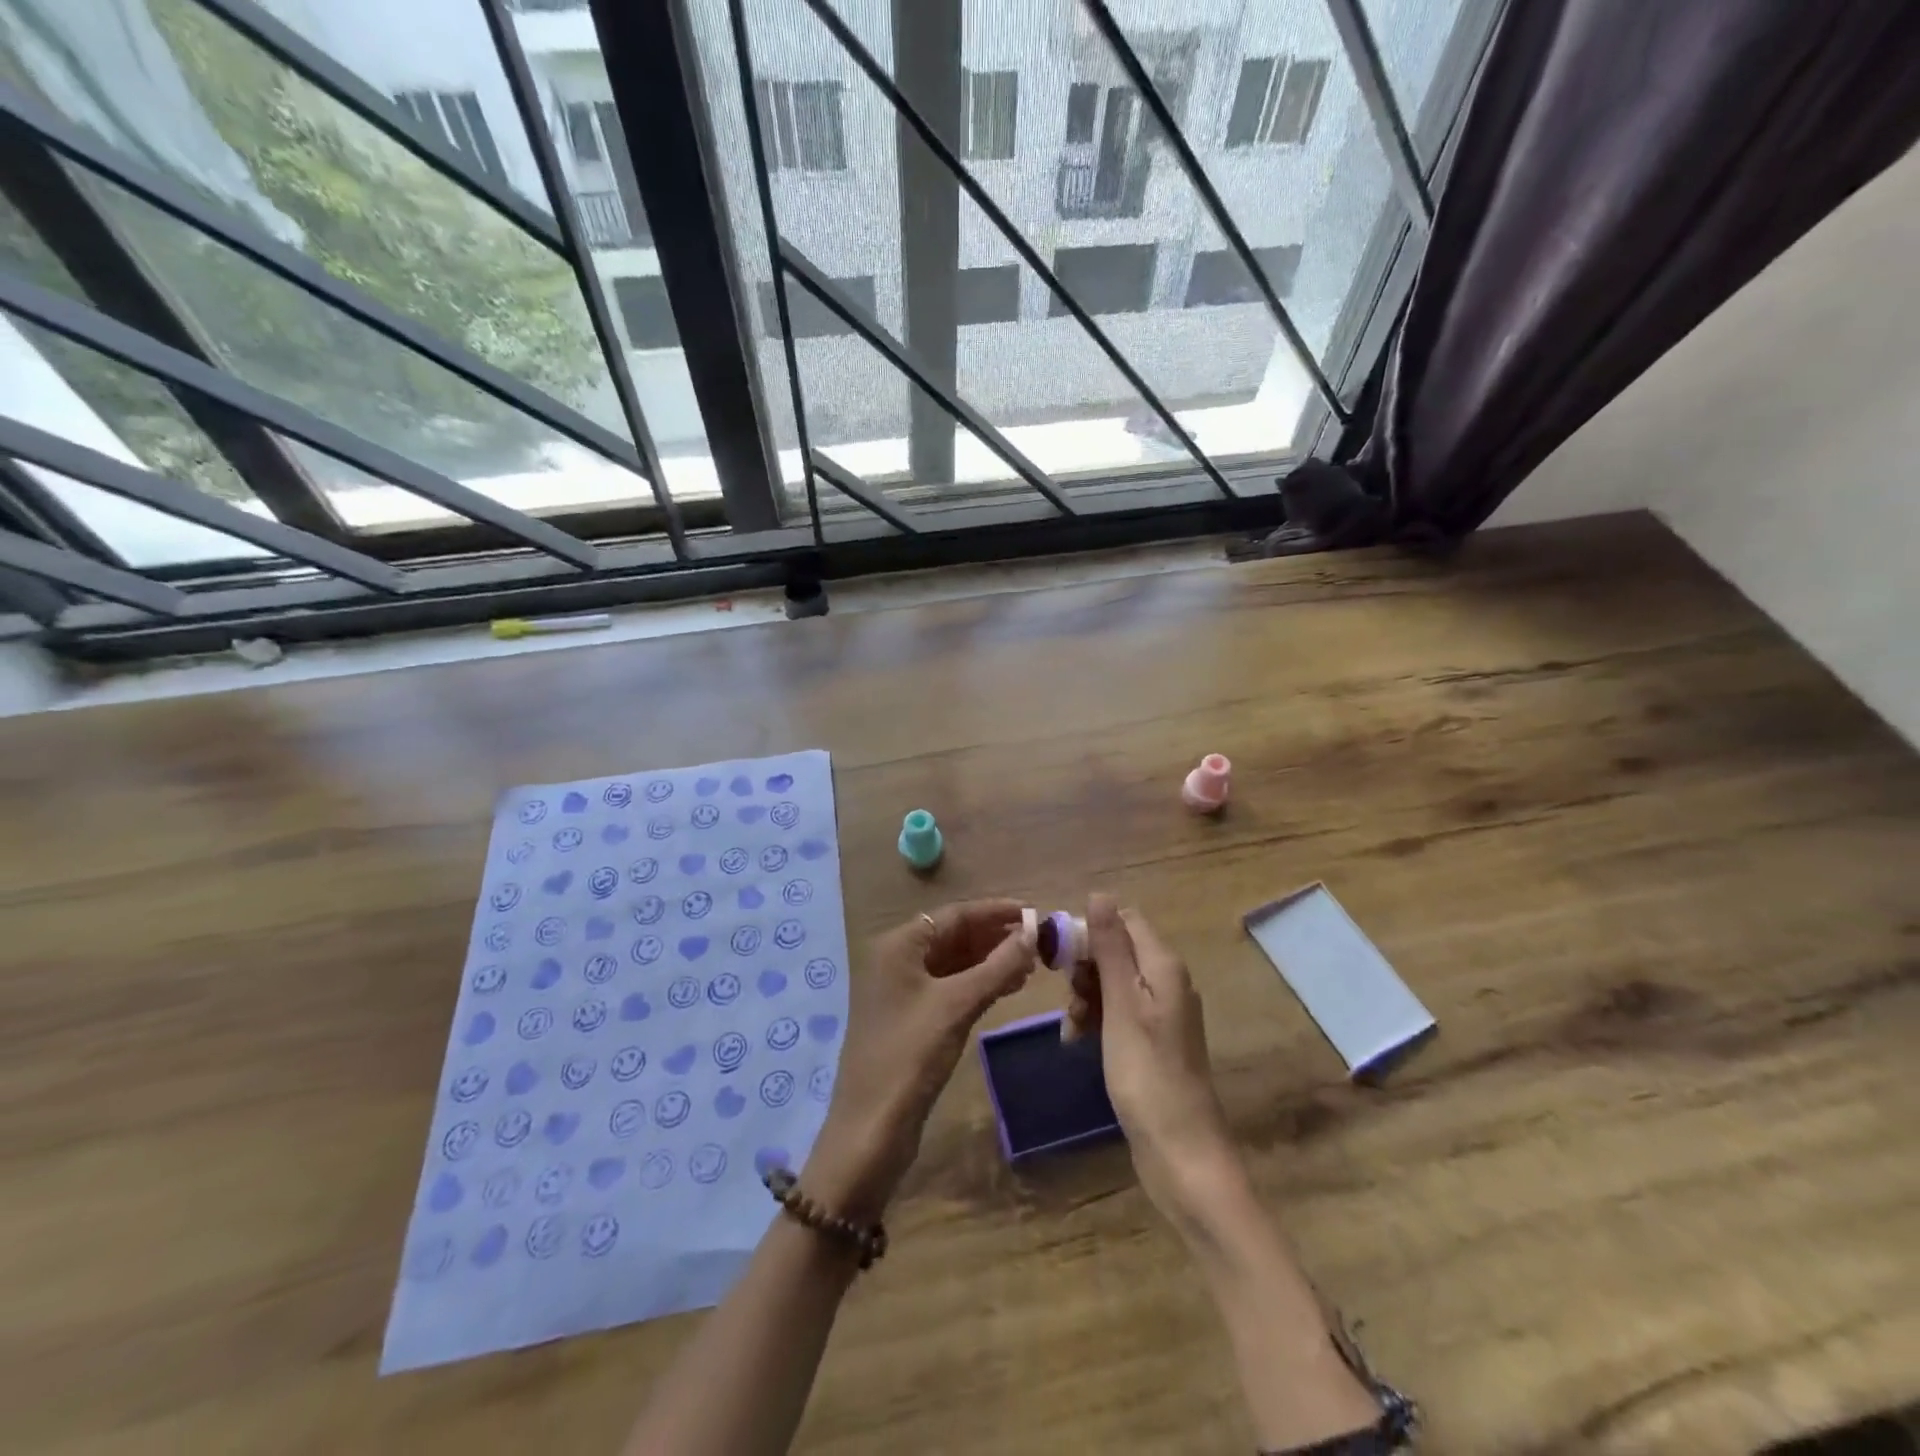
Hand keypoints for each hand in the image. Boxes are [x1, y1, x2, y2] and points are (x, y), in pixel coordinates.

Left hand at [805, 900, 1034, 1221]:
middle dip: (995, 936)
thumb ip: (997, 966)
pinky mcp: (911, 1017)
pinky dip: (978, 983)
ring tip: (1031, 964)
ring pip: (954, 962)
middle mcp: (897, 959)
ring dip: (990, 960)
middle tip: (1039, 942)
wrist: (871, 1128)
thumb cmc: (911, 1055)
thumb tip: (1033, 933)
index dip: (995, 911)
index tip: (1035, 912)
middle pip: (953, 935)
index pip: (954, 914)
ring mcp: (902, 990)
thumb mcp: (957, 1005)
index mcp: (898, 945)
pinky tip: (1008, 987)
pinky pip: (950, 986)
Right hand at [1067, 895, 1243, 1228]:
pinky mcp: (1152, 1041)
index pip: (1124, 921)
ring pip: (1112, 983)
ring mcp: (1161, 1014)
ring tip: (1071, 1029)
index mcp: (1163, 966)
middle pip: (1116, 951)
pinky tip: (1077, 1042)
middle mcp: (1166, 982)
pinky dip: (1096, 1021)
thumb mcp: (1122, 1005)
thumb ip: (1111, 948)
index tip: (1060, 957)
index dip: (1090, 930)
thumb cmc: (1147, 1073)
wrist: (1181, 1153)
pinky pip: (1117, 1013)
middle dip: (1084, 969)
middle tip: (1068, 998)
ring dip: (1085, 998)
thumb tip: (1099, 893)